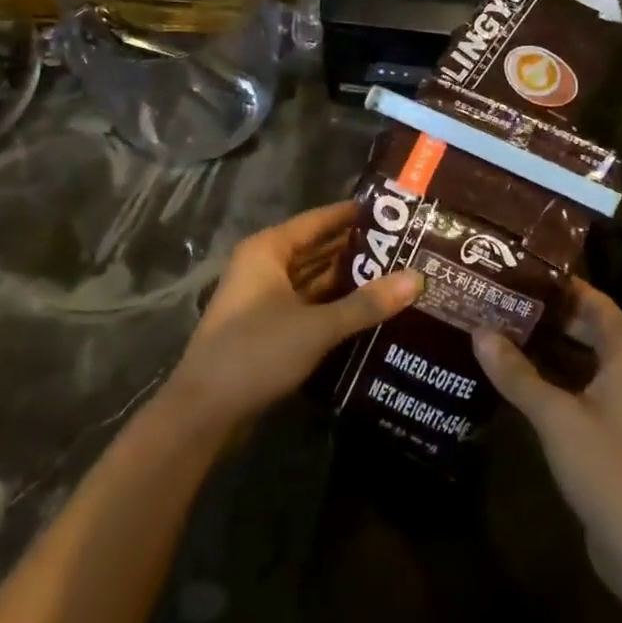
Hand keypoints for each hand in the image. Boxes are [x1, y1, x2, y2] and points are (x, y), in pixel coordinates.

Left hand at [166, 202, 422, 431]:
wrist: (204, 410)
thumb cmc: (257, 352)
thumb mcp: (317, 326)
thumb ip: (367, 304)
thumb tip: (417, 278)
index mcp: (268, 250)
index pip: (318, 220)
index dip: (353, 215)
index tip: (392, 212)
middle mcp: (263, 266)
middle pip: (316, 249)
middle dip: (356, 251)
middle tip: (404, 248)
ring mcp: (263, 298)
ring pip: (312, 280)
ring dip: (346, 281)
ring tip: (394, 276)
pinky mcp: (266, 327)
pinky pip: (306, 305)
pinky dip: (332, 305)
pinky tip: (367, 311)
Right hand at [472, 280, 621, 592]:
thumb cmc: (607, 467)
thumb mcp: (554, 415)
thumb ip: (516, 373)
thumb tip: (479, 332)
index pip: (593, 300)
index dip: (559, 285)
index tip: (518, 271)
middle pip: (585, 328)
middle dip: (544, 315)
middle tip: (497, 299)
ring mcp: (621, 403)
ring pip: (579, 360)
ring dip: (544, 347)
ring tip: (497, 330)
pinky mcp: (610, 431)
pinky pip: (577, 388)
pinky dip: (550, 378)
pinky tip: (513, 377)